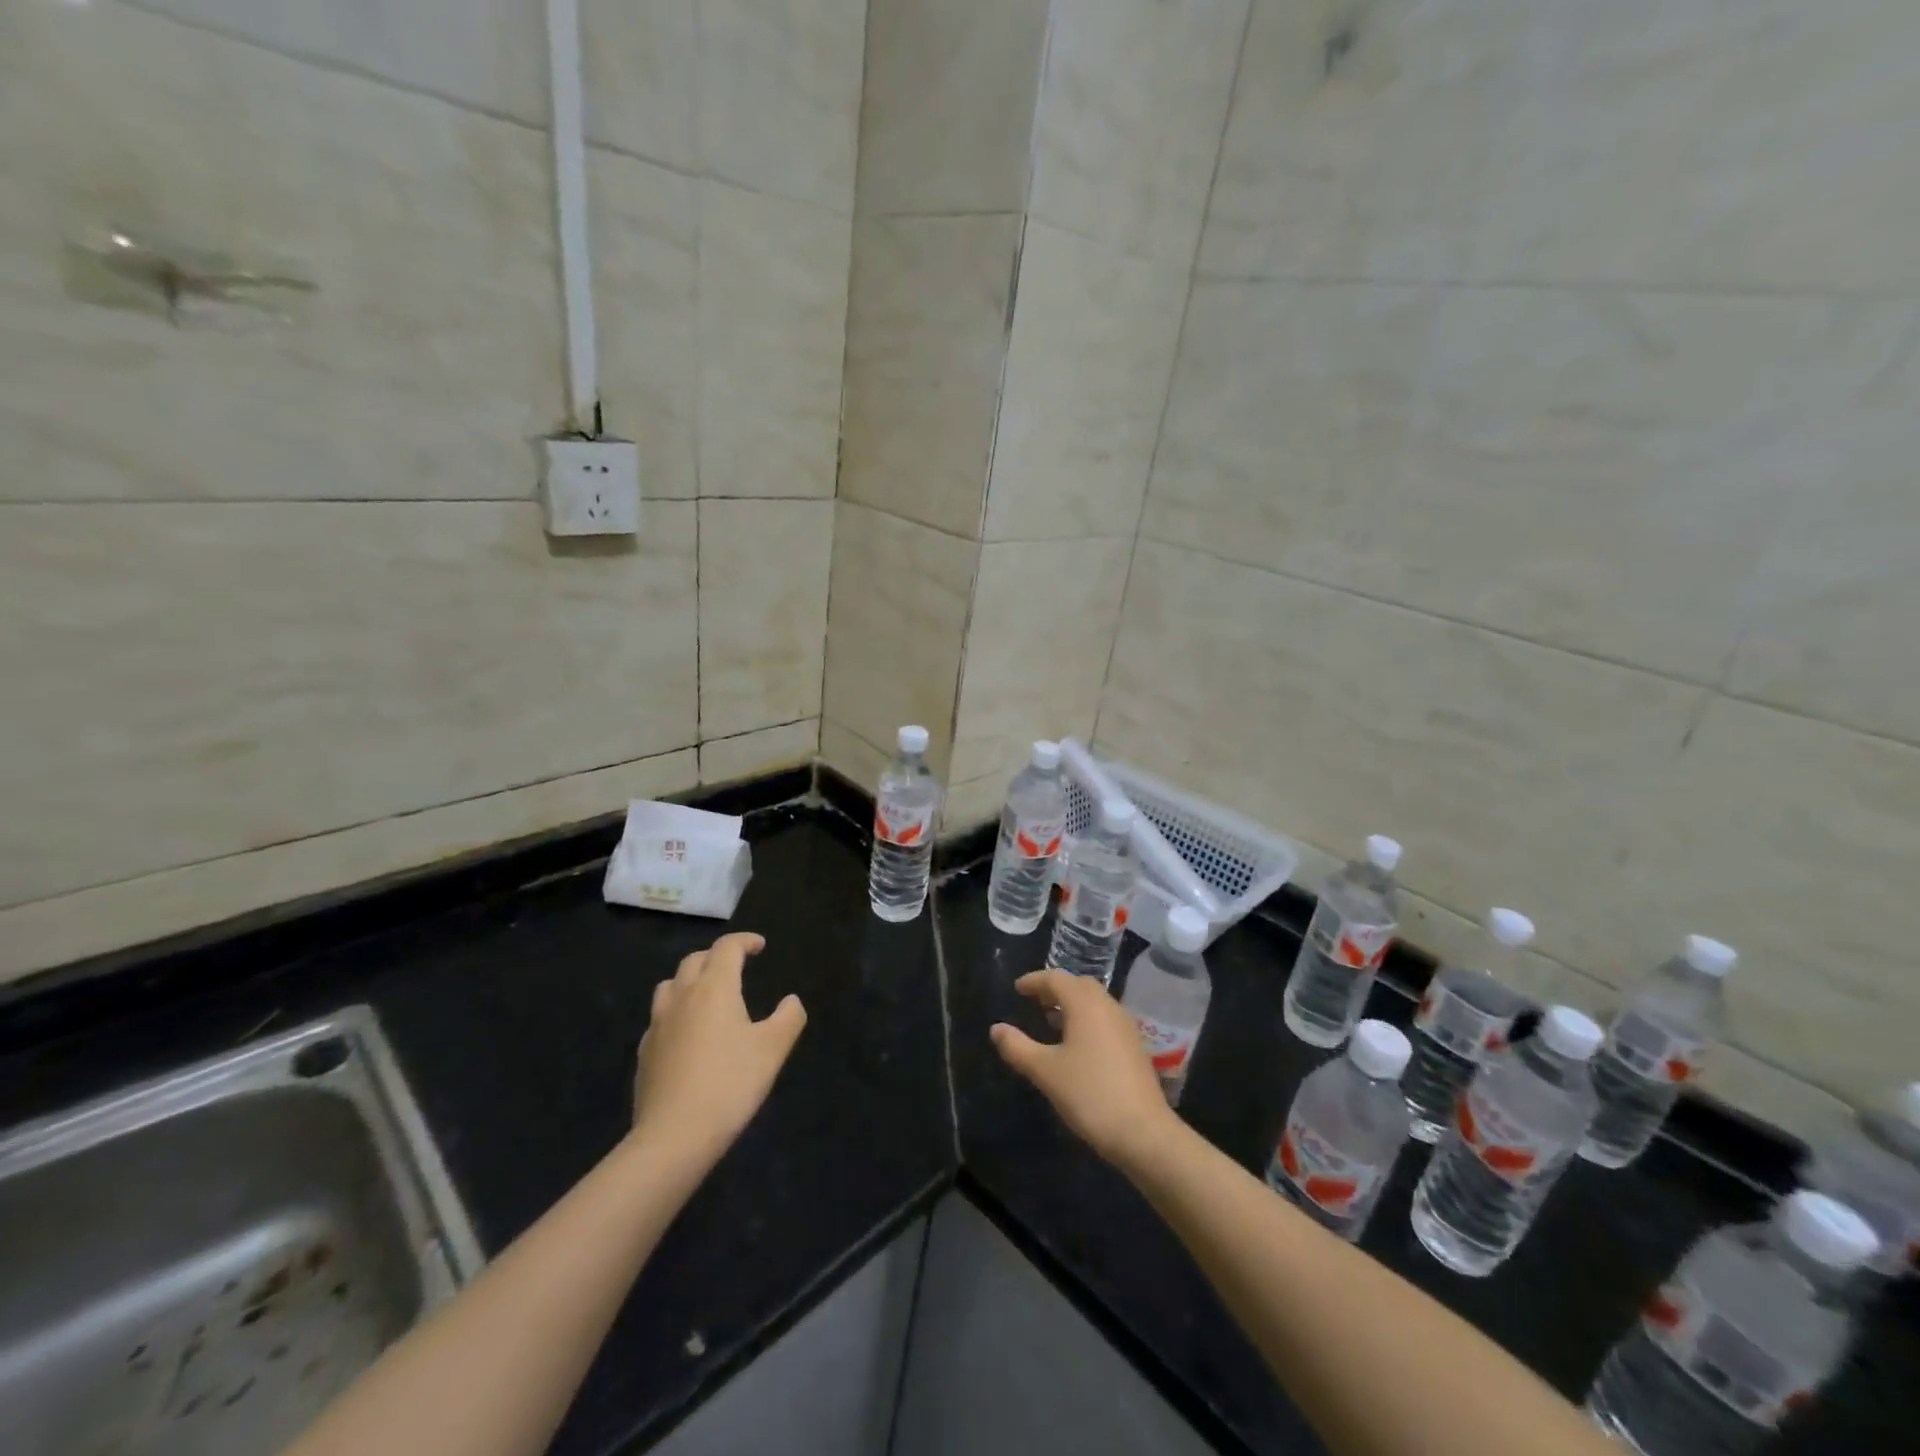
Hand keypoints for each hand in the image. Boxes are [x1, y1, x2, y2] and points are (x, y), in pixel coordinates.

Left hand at [631, 932, 806, 1167]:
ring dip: (690, 980)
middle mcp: (682, 997)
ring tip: (708, 995)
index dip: (745, 941)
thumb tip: (791, 1001)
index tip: (760, 946)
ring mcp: (658, 1024)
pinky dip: (677, 1012)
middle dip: (717, 956)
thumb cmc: (730, 1084)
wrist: (673, 1137)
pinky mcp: (645, 1052)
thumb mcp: (773, 1049)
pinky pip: (660, 1018)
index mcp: (714, 988)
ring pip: (670, 985)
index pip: (727, 948)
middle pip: (695, 960)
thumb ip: (788, 1018)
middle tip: (736, 966)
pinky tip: (688, 1035)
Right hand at [991, 968, 1181, 1174]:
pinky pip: (1105, 1018)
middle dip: (1055, 988)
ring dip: (1072, 1003)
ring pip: (1095, 1002)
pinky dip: (1087, 1018)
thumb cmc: (1089, 1094)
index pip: (1056, 979)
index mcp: (1084, 1004)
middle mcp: (1107, 1006)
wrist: (1143, 1132)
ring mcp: (1125, 1026)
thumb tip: (996, 1029)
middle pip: (1079, 985)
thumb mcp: (1045, 1071)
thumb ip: (1018, 1047)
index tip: (1017, 988)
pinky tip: (1077, 1043)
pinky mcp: (1134, 1046)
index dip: (1034, 981)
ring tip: (1051, 1019)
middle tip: (1034, 1000)